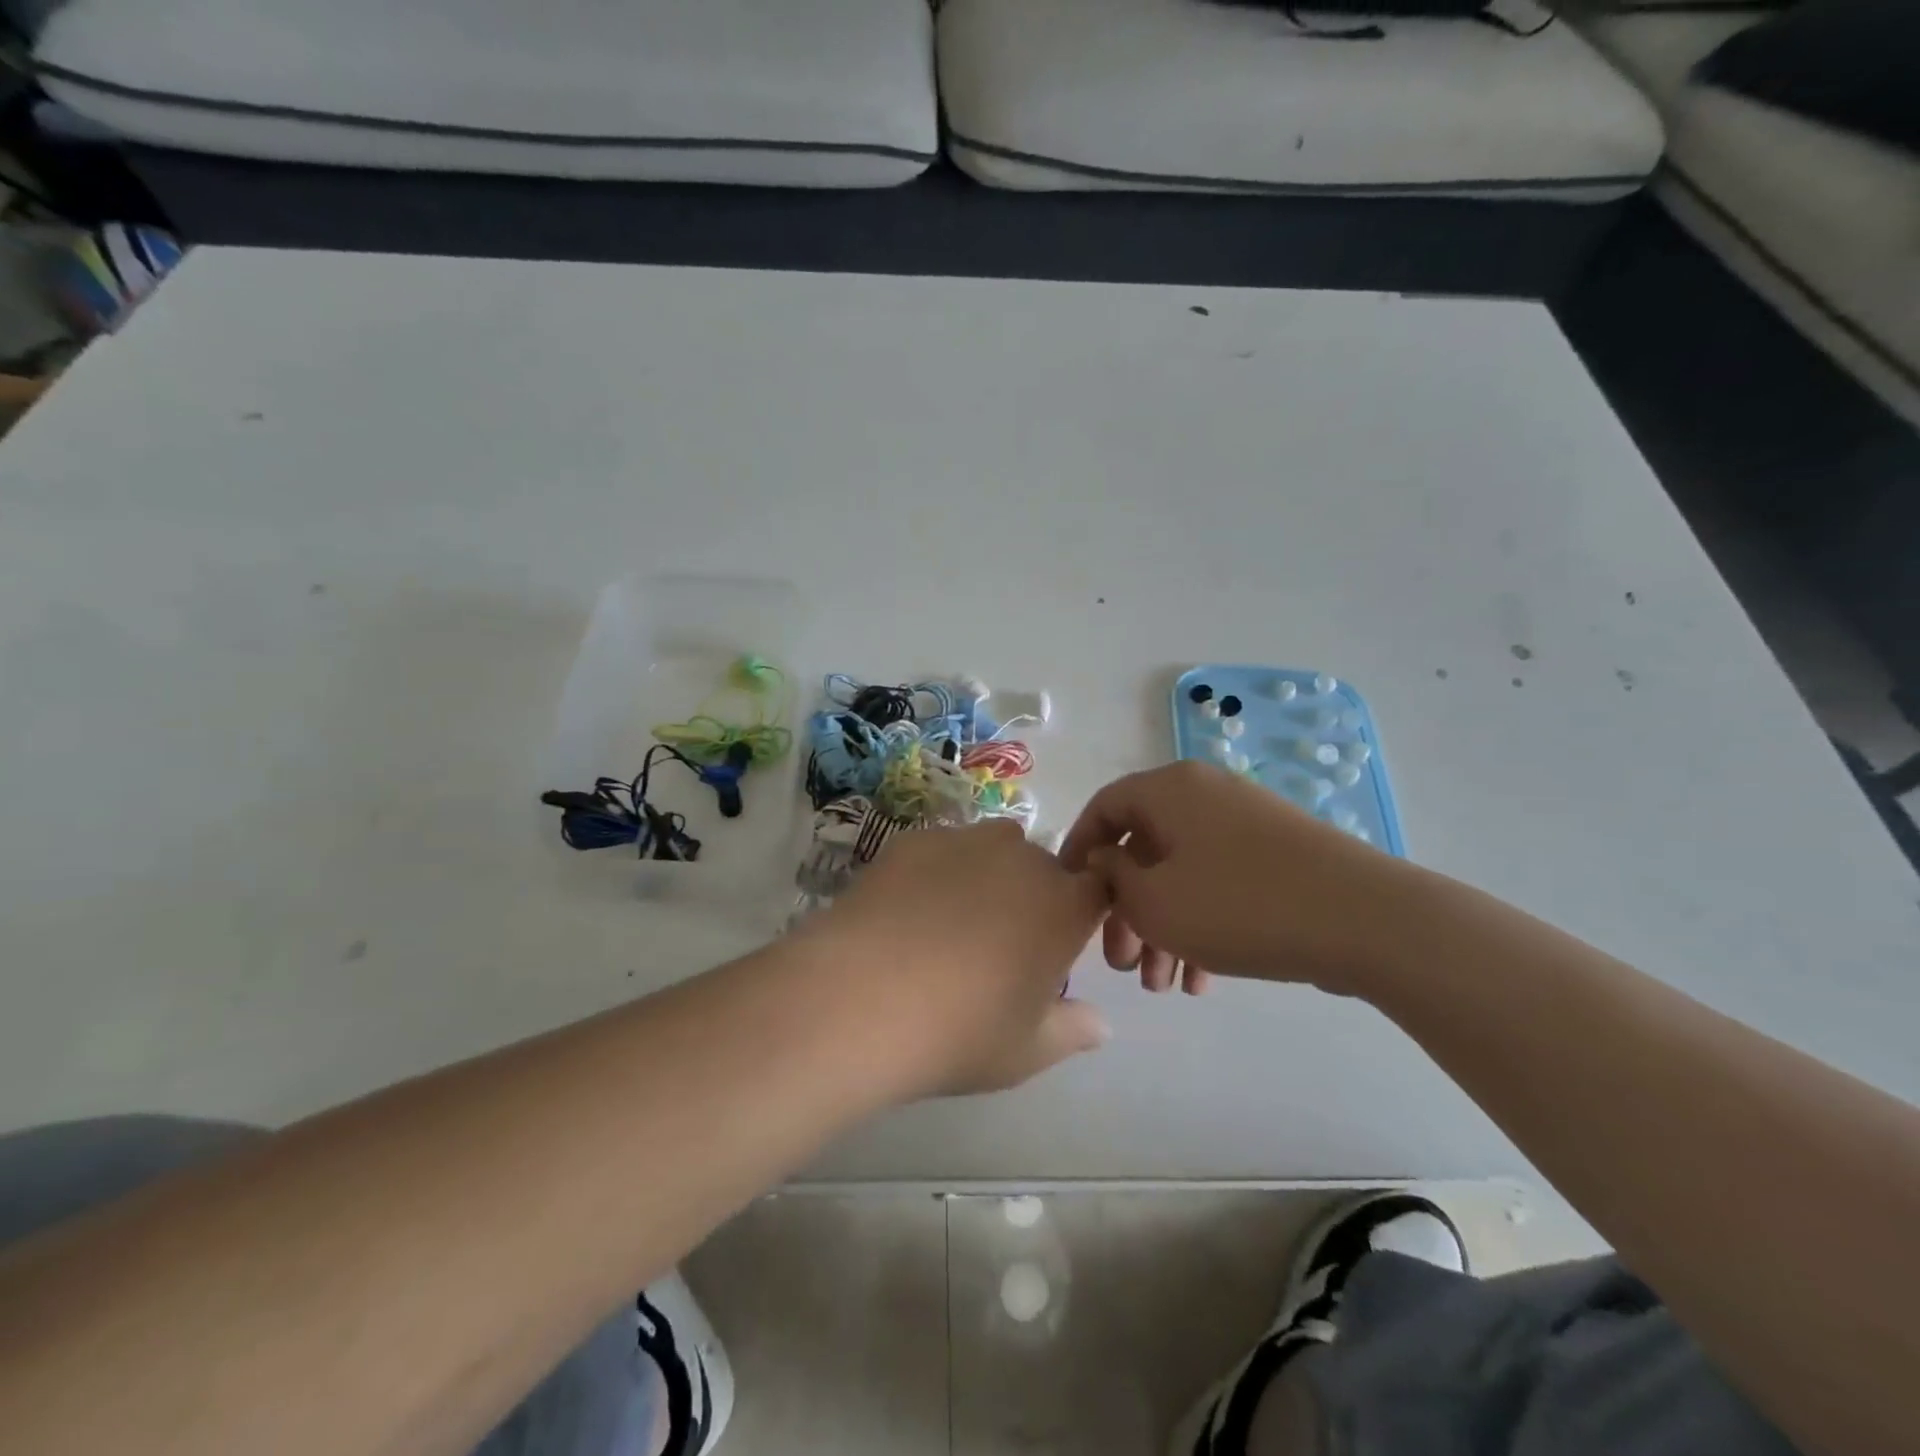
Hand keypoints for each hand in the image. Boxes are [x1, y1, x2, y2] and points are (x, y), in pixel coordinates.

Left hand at [807, 820, 1111, 1099]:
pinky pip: (943, 849)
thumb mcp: (1027, 1051)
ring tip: (952, 923)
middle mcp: (1022, 859)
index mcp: (1063, 905)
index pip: (1097, 889)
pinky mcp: (914, 840)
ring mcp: (964, 842)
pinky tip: (907, 912)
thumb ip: (1073, 1031)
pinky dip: (938, 872)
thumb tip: (1101, 1024)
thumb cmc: (960, 1032)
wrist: (861, 998)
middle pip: (1043, 867)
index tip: (1059, 946)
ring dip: (989, 875)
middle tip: (1001, 946)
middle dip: (1034, 897)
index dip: (1082, 913)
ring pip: (994, 848)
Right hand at [1058, 761, 1408, 995]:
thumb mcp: (1154, 901)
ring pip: (1182, 873)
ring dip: (1163, 928)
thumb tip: (1104, 860)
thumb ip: (1113, 877)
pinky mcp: (1278, 856)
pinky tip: (1203, 981)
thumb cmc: (1237, 905)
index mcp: (1169, 790)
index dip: (1079, 850)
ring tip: (1161, 987)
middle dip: (1126, 911)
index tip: (1070, 895)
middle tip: (1121, 964)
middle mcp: (1205, 795)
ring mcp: (1246, 824)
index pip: (1105, 807)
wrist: (1363, 919)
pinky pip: (1220, 883)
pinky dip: (1202, 924)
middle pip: (1145, 848)